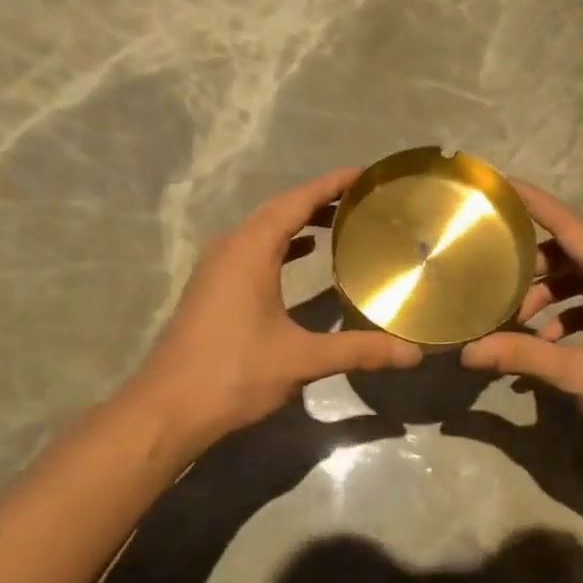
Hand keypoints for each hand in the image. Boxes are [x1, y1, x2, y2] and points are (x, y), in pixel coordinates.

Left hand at [126, 169, 421, 450]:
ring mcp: (216, 269)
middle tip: (360, 198)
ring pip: (262, 231)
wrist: (169, 408)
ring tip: (338, 222)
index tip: (364, 174)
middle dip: (318, 200)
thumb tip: (413, 354)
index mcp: (249, 251)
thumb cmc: (234, 373)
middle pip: (278, 210)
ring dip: (297, 222)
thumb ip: (357, 350)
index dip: (330, 185)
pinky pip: (251, 251)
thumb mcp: (300, 359)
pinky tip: (302, 256)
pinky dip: (280, 246)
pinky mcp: (212, 289)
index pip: (295, 202)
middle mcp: (229, 249)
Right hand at [460, 180, 582, 472]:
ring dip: (550, 294)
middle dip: (532, 264)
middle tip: (492, 279)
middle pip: (572, 251)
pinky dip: (571, 313)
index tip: (500, 184)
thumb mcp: (579, 375)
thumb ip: (522, 356)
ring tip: (516, 323)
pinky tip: (548, 344)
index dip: (533, 202)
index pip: (568, 224)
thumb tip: (467, 352)